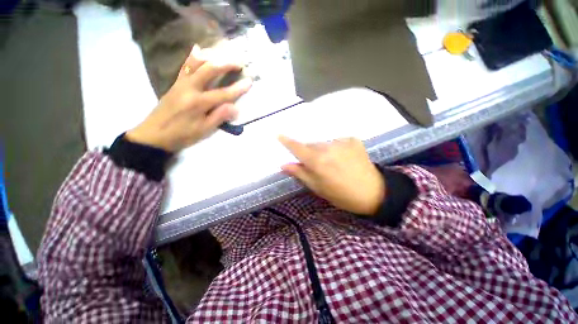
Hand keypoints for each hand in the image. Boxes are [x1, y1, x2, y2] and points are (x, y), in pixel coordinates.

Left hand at [126, 45, 251, 151]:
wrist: (154, 134)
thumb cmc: (182, 135)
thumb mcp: (204, 130)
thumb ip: (219, 117)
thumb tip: (235, 107)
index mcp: (198, 103)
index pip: (223, 94)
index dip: (238, 88)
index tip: (249, 81)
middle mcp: (189, 88)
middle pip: (209, 70)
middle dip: (226, 64)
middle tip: (239, 62)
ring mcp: (181, 83)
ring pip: (196, 64)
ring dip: (211, 56)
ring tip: (223, 53)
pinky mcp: (176, 83)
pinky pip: (185, 66)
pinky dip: (193, 57)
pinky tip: (198, 49)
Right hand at [279, 136, 385, 214]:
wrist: (373, 192)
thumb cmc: (341, 195)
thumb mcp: (317, 188)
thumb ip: (300, 173)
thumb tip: (283, 165)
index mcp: (317, 162)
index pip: (297, 148)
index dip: (287, 141)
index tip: (278, 134)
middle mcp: (328, 148)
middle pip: (311, 145)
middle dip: (309, 152)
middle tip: (316, 164)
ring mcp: (342, 142)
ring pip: (324, 143)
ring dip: (323, 151)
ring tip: (332, 163)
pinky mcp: (353, 140)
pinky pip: (337, 141)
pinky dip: (336, 148)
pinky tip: (343, 158)